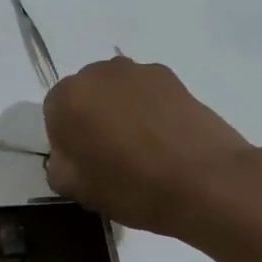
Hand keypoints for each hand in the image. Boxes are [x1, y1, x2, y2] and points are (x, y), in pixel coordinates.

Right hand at [43, 57, 257, 239]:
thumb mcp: (77, 190)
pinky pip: (146, 93)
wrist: (207, 182)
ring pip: (116, 92)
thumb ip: (59, 166)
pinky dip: (148, 110)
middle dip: (91, 119)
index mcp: (68, 98)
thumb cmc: (132, 187)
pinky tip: (163, 141)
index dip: (66, 141)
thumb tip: (69, 155)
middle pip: (85, 95)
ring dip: (120, 112)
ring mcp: (139, 72)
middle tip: (110, 155)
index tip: (84, 164)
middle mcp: (99, 73)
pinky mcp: (173, 78)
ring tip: (141, 149)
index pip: (53, 114)